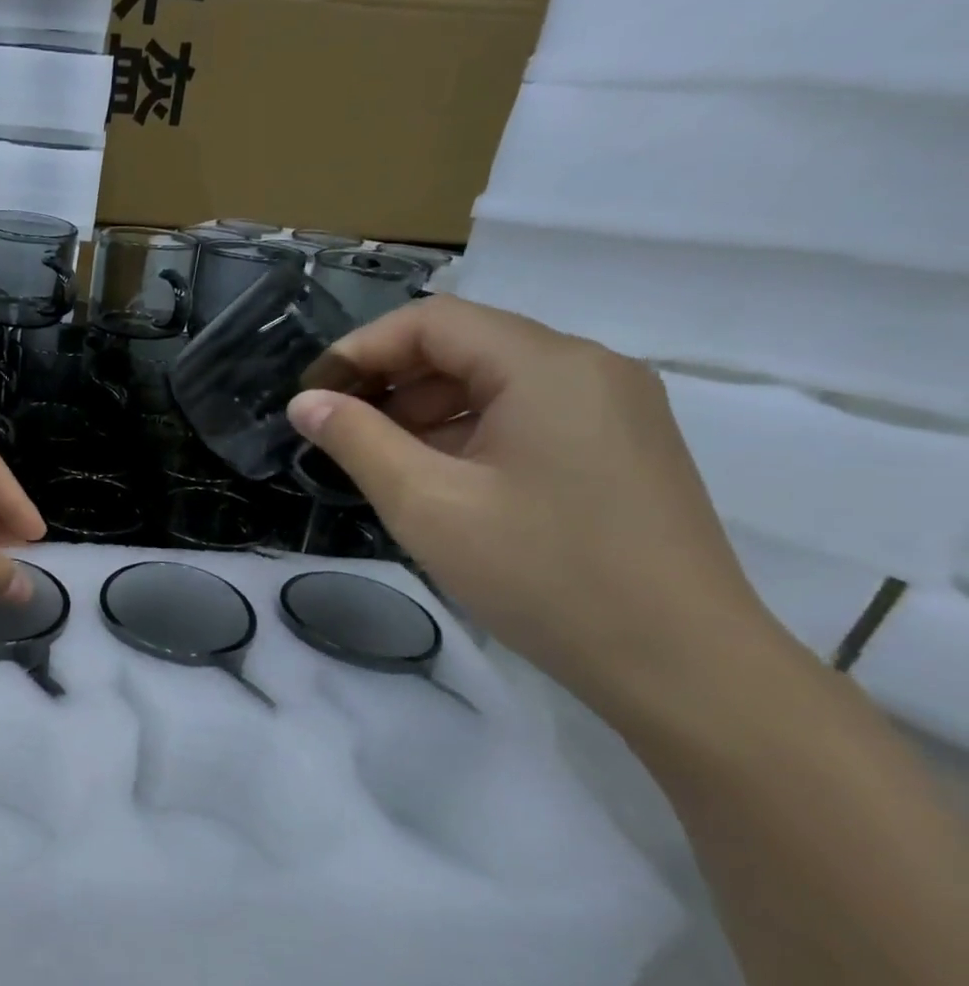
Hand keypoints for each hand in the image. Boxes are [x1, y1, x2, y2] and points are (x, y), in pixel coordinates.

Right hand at [287, 298, 777, 716]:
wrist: (680, 663)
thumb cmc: (542, 573)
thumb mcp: (426, 504)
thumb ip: (356, 440)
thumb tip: (305, 402)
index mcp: (547, 366)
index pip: (432, 321)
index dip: (360, 350)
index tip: (311, 397)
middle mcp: (589, 369)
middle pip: (467, 346)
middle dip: (391, 381)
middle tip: (337, 432)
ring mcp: (613, 409)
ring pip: (496, 383)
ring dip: (427, 411)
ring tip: (381, 462)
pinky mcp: (622, 448)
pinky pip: (527, 417)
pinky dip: (470, 434)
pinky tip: (441, 481)